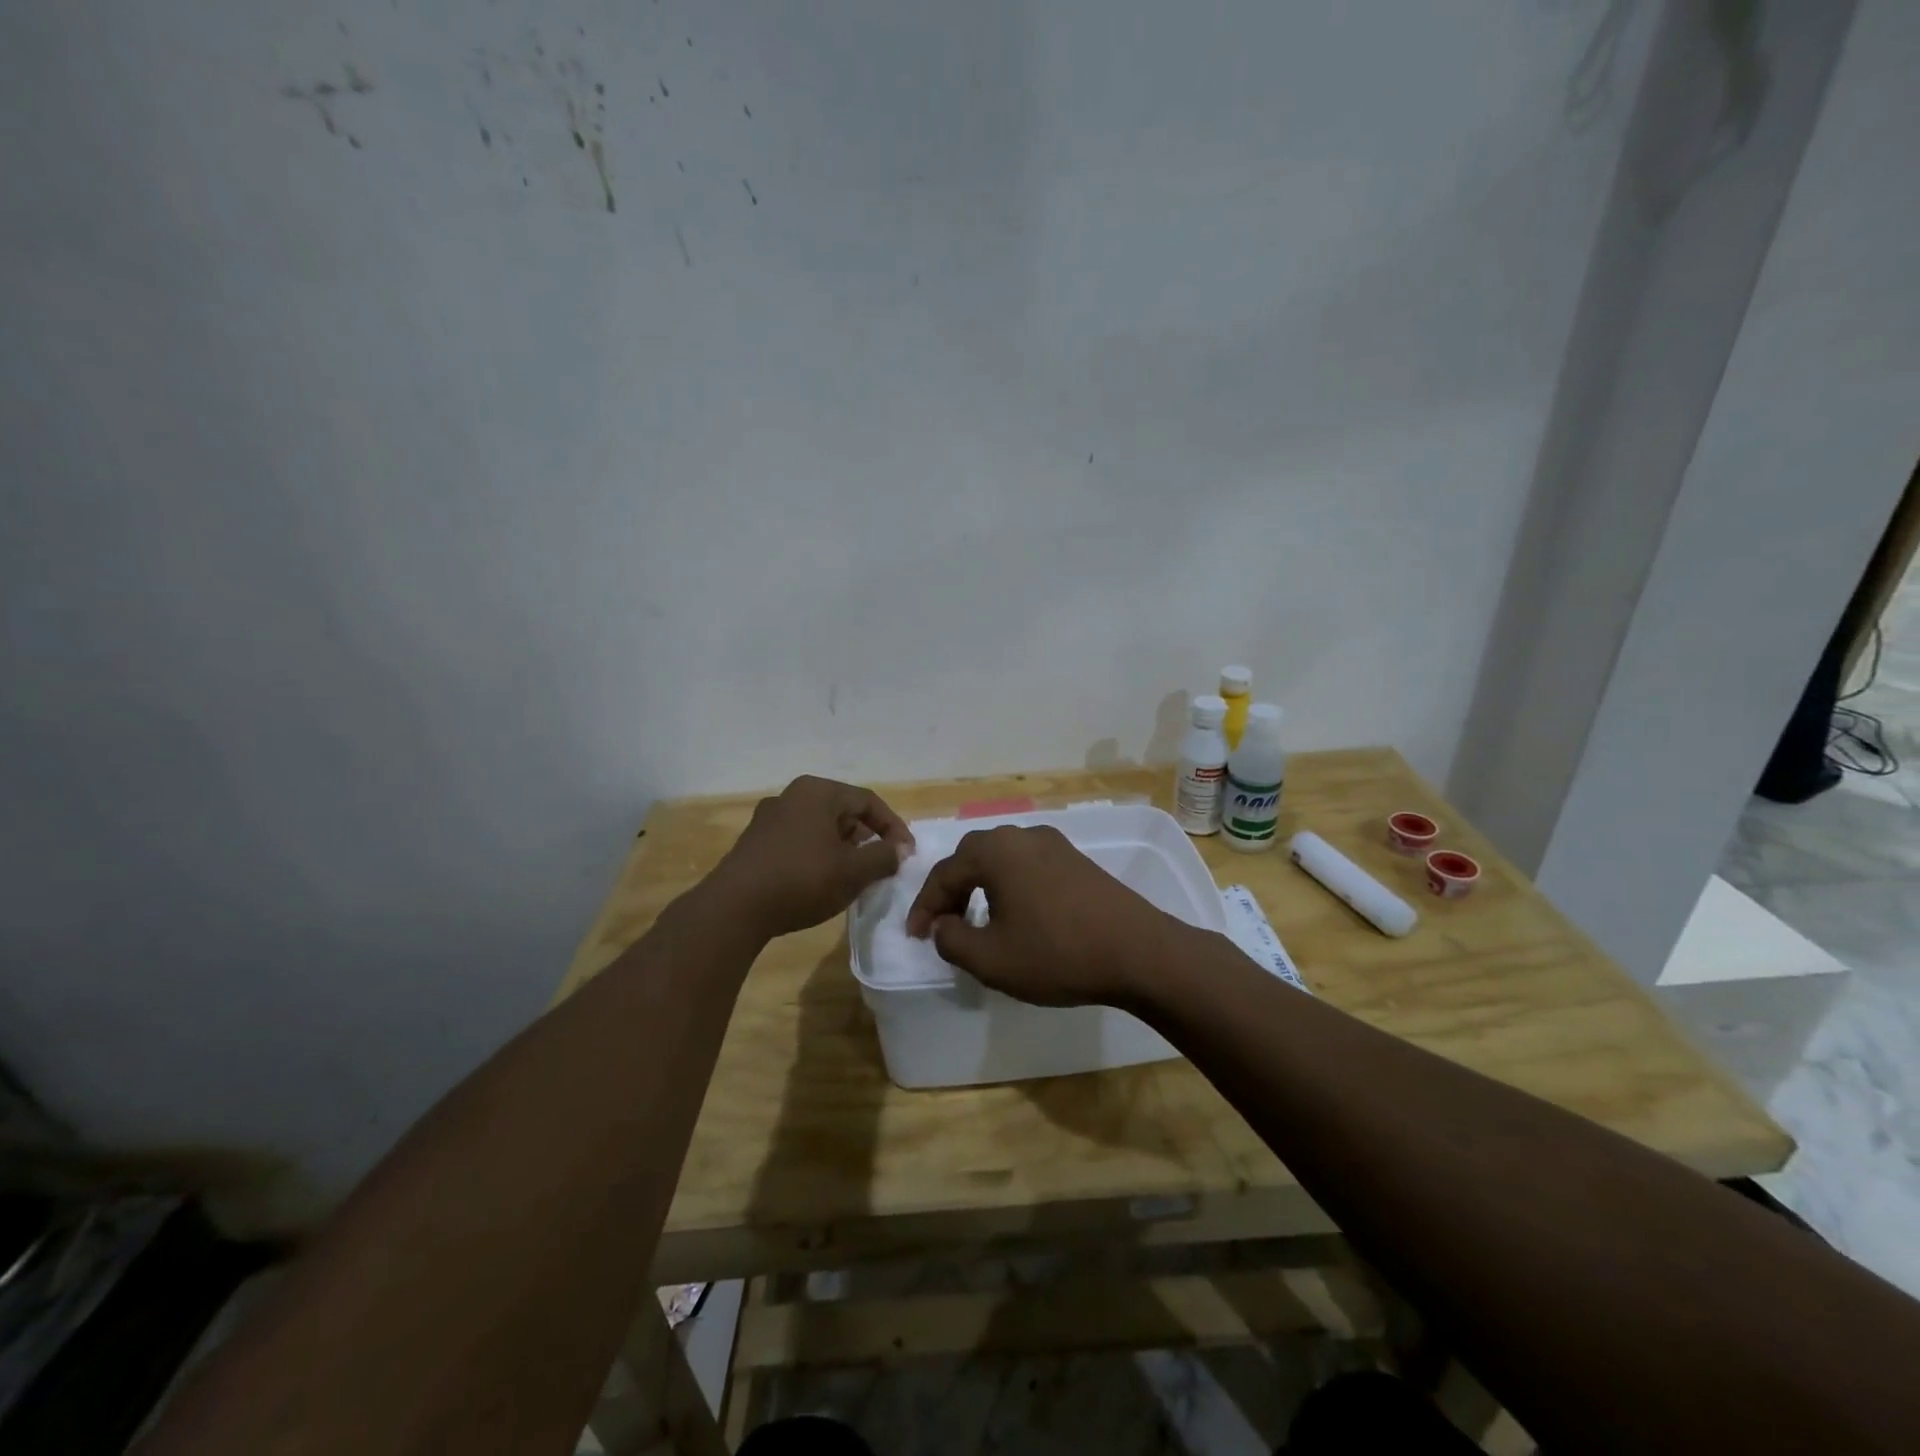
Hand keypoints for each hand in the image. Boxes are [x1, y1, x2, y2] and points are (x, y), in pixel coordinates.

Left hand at [711, 776, 914, 938]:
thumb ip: (883, 857)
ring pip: (820, 827)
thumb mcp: (853, 871)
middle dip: (867, 837)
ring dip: (843, 849)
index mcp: (818, 792)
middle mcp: (792, 796)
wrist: (734, 909)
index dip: (893, 827)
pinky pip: (799, 841)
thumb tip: (900, 850)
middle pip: (843, 812)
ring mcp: (769, 819)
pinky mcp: (755, 843)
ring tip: (855, 876)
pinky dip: (818, 856)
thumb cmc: (802, 880)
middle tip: (882, 864)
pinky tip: (822, 882)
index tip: (907, 854)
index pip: (868, 801)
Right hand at [904, 824, 1185, 1007]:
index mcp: (995, 851)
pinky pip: (1027, 866)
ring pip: (1001, 860)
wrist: (1139, 952)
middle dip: (951, 892)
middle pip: (971, 858)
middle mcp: (1022, 835)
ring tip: (977, 922)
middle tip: (943, 926)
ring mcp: (1054, 844)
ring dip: (981, 888)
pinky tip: (1017, 915)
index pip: (943, 873)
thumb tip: (941, 926)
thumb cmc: (1057, 954)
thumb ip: (952, 940)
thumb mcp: (991, 959)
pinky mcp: (1076, 860)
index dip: (924, 907)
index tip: (914, 937)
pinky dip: (1010, 886)